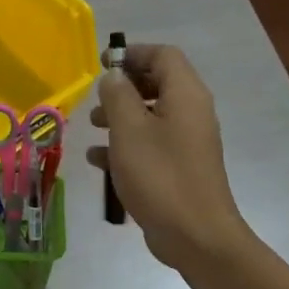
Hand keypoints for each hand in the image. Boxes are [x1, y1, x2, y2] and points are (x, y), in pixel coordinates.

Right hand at [93, 44, 250, 272]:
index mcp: (185, 94)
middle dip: (124, 87)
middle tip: (96, 98)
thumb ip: (118, 96)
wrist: (195, 235)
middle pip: (158, 83)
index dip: (133, 53)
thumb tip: (114, 76)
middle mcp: (192, 112)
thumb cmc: (160, 175)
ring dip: (121, 116)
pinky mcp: (180, 168)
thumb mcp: (129, 130)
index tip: (103, 64)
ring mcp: (188, 142)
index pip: (163, 55)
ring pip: (151, 115)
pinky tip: (98, 159)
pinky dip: (127, 145)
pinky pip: (152, 144)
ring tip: (92, 126)